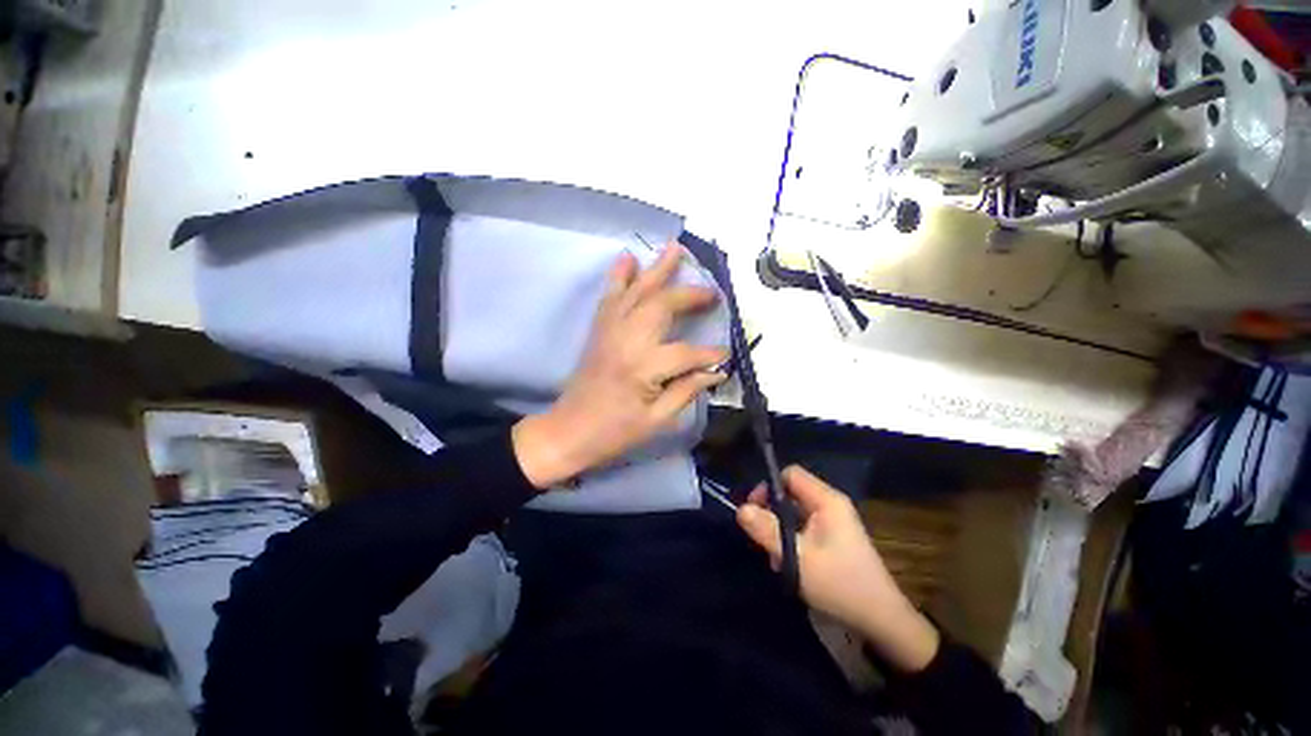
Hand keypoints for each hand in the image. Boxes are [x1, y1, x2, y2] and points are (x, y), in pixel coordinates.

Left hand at [512, 244, 726, 487]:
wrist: (569, 430)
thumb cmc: (615, 432)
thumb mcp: (657, 420)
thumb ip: (687, 390)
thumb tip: (716, 371)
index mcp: (643, 368)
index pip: (687, 353)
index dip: (710, 354)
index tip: (727, 355)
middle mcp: (626, 340)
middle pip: (662, 306)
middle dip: (689, 295)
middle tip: (712, 292)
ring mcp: (609, 331)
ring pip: (637, 292)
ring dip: (657, 270)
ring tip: (675, 248)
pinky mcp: (598, 329)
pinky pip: (611, 296)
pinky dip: (620, 275)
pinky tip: (629, 258)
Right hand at [737, 466, 940, 672]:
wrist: (881, 621)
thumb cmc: (839, 584)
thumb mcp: (797, 558)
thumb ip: (767, 531)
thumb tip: (741, 509)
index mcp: (827, 500)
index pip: (790, 474)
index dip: (768, 487)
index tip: (754, 509)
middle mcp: (831, 505)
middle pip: (791, 493)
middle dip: (771, 512)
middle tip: (761, 537)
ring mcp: (834, 522)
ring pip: (795, 512)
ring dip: (780, 530)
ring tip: (774, 557)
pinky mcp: (834, 538)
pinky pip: (804, 528)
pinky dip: (791, 540)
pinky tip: (787, 564)